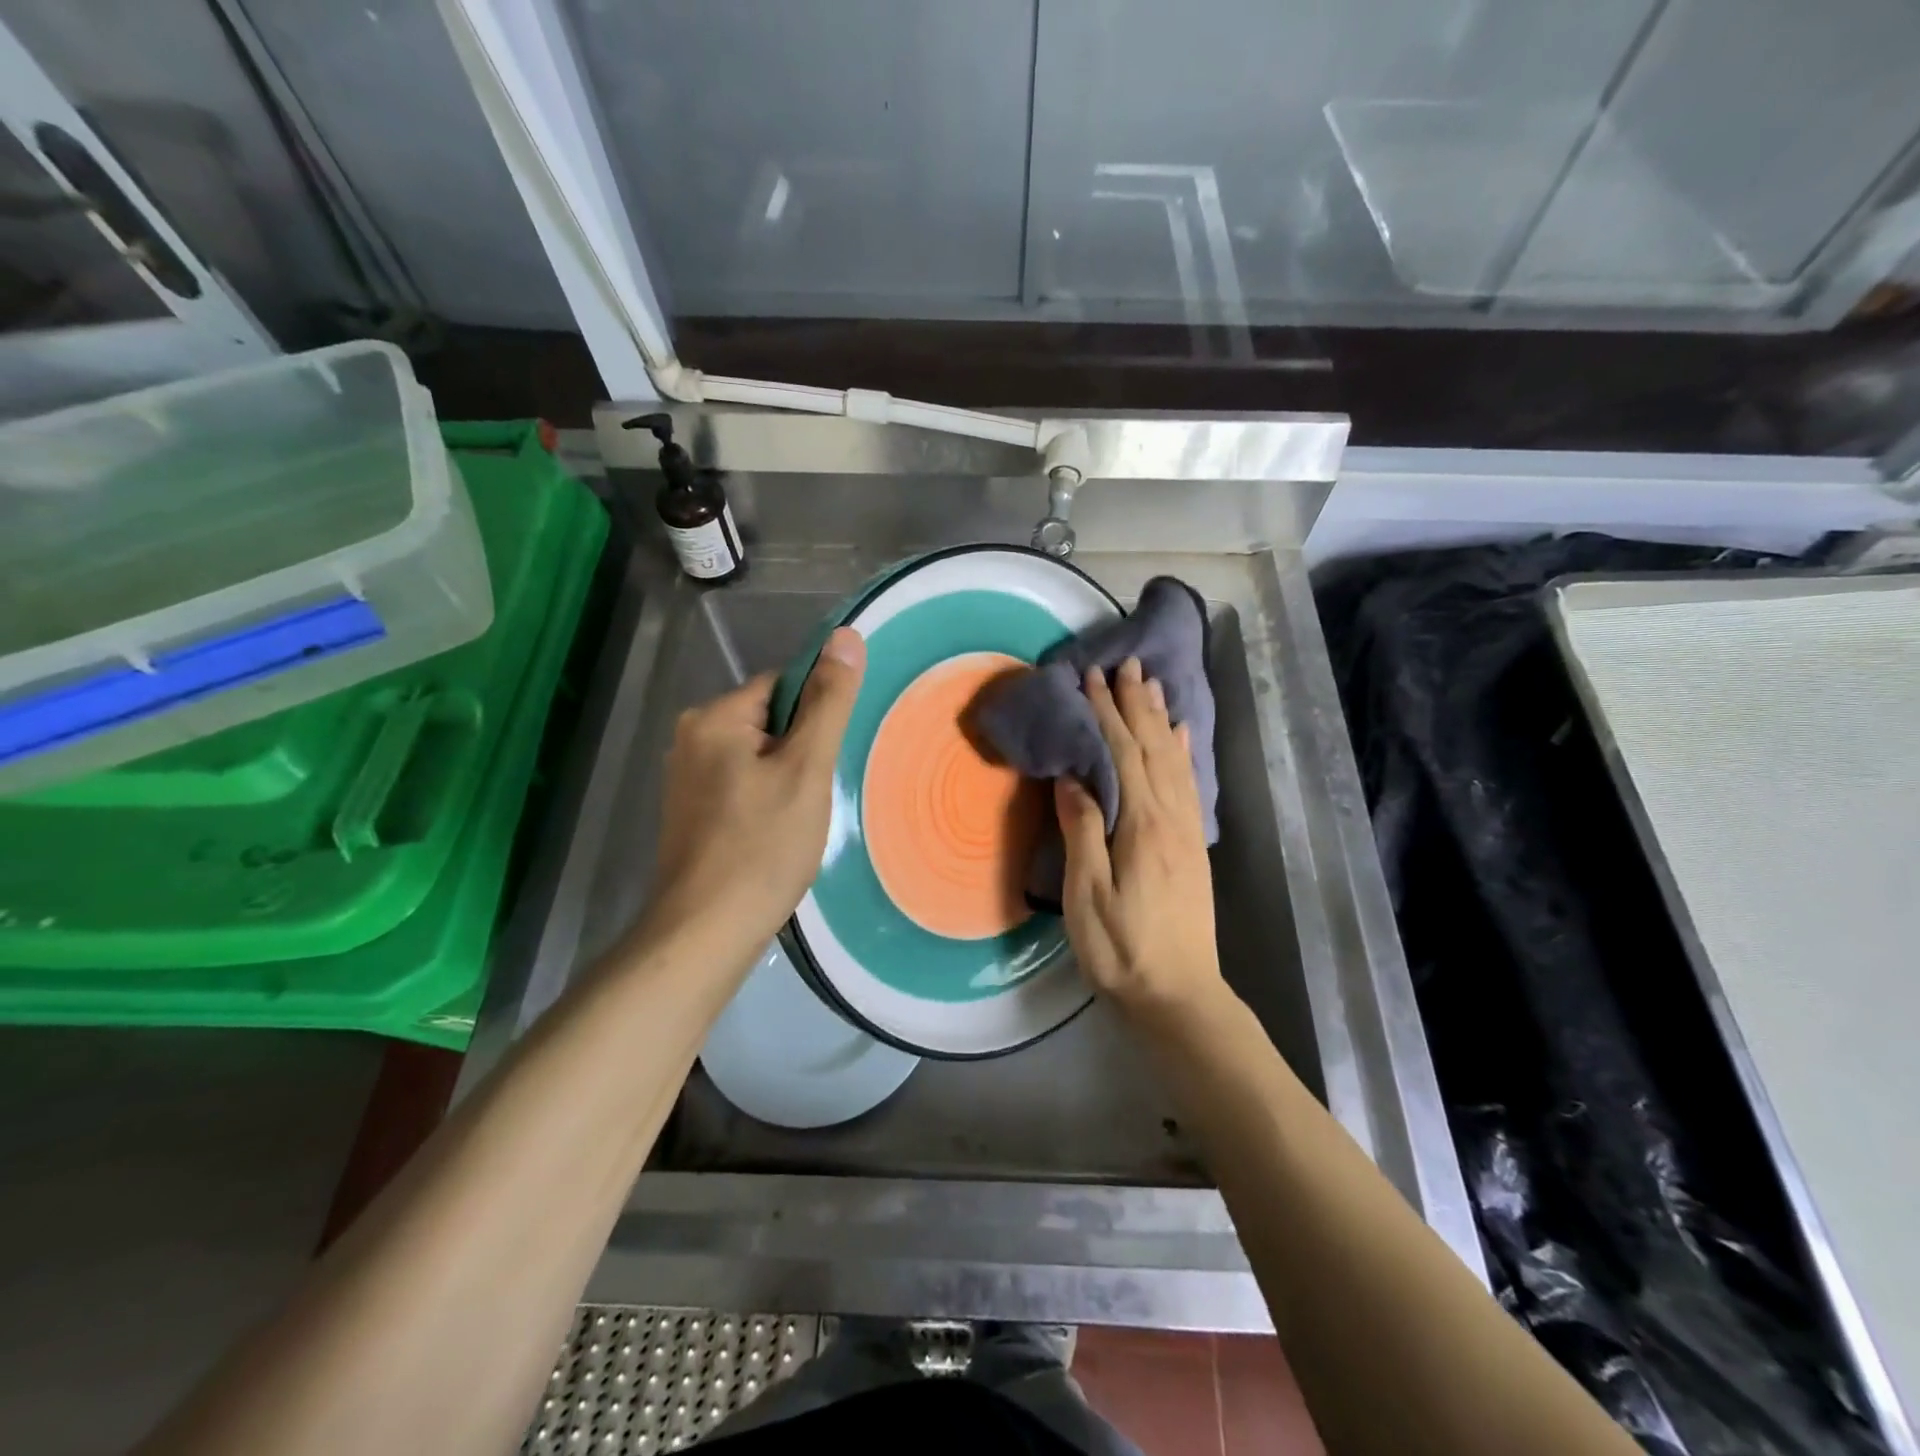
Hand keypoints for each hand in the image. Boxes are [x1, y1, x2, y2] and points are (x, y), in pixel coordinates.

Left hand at [641, 627, 866, 968]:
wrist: (706, 931)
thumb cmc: (762, 846)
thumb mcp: (806, 769)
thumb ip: (828, 702)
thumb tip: (846, 636)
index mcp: (714, 717)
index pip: (782, 685)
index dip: (816, 714)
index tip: (830, 754)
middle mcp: (690, 738)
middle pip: (769, 720)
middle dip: (801, 749)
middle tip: (818, 792)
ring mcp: (685, 778)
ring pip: (757, 755)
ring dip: (787, 776)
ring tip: (801, 817)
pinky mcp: (690, 811)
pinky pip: (741, 784)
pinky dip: (766, 798)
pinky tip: (777, 833)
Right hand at [1055, 656, 1224, 1022]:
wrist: (1178, 995)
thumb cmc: (1122, 950)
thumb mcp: (1088, 896)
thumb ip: (1082, 832)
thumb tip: (1073, 778)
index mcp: (1142, 825)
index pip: (1123, 754)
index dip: (1106, 714)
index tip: (1091, 678)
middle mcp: (1171, 817)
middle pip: (1152, 747)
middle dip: (1136, 704)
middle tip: (1125, 664)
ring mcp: (1186, 831)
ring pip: (1173, 760)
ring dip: (1159, 719)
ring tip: (1151, 684)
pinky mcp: (1191, 846)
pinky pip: (1188, 784)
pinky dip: (1183, 753)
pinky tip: (1180, 736)